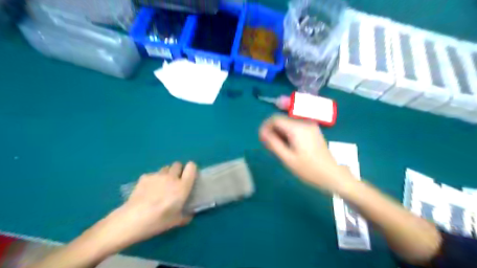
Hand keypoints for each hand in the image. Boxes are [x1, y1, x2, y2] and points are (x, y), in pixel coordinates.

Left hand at [96, 162, 197, 251]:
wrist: (132, 219)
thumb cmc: (158, 221)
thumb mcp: (175, 222)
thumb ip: (185, 216)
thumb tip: (189, 214)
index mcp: (182, 186)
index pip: (191, 167)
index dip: (191, 169)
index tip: (189, 176)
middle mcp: (171, 177)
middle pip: (177, 164)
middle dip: (178, 171)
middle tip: (174, 182)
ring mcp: (157, 175)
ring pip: (165, 168)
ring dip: (166, 174)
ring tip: (160, 186)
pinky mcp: (145, 177)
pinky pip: (153, 174)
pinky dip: (153, 180)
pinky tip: (147, 190)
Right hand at [261, 116, 348, 191]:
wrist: (333, 175)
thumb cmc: (309, 170)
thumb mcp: (287, 158)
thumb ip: (273, 143)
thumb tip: (262, 132)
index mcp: (297, 128)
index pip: (275, 119)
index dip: (265, 127)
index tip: (262, 140)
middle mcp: (304, 122)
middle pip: (282, 120)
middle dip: (272, 131)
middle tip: (269, 147)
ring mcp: (310, 126)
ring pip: (288, 124)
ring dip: (280, 133)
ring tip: (279, 149)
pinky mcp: (313, 130)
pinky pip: (295, 128)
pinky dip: (288, 135)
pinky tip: (289, 147)